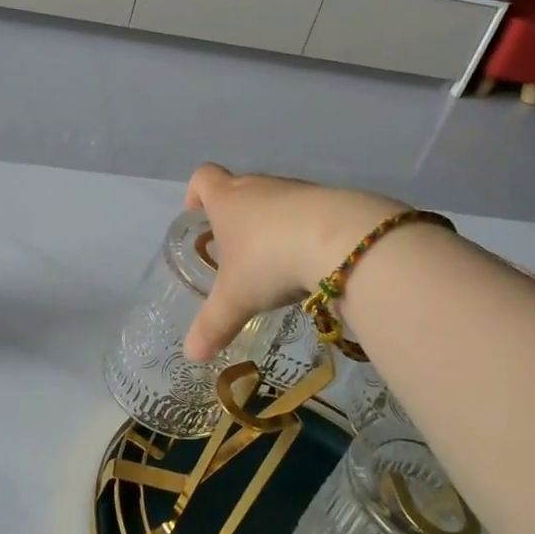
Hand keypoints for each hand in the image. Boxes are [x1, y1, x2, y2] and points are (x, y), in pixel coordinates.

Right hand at [182, 164, 403, 361]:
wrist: (343, 240)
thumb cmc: (270, 261)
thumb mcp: (236, 299)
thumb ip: (213, 325)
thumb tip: (191, 354)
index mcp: (228, 200)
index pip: (203, 178)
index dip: (196, 193)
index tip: (197, 214)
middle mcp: (260, 187)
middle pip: (240, 189)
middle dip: (236, 216)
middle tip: (236, 251)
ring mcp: (298, 191)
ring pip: (276, 201)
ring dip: (272, 224)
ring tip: (276, 262)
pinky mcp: (332, 200)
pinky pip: (309, 212)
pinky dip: (305, 231)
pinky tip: (311, 261)